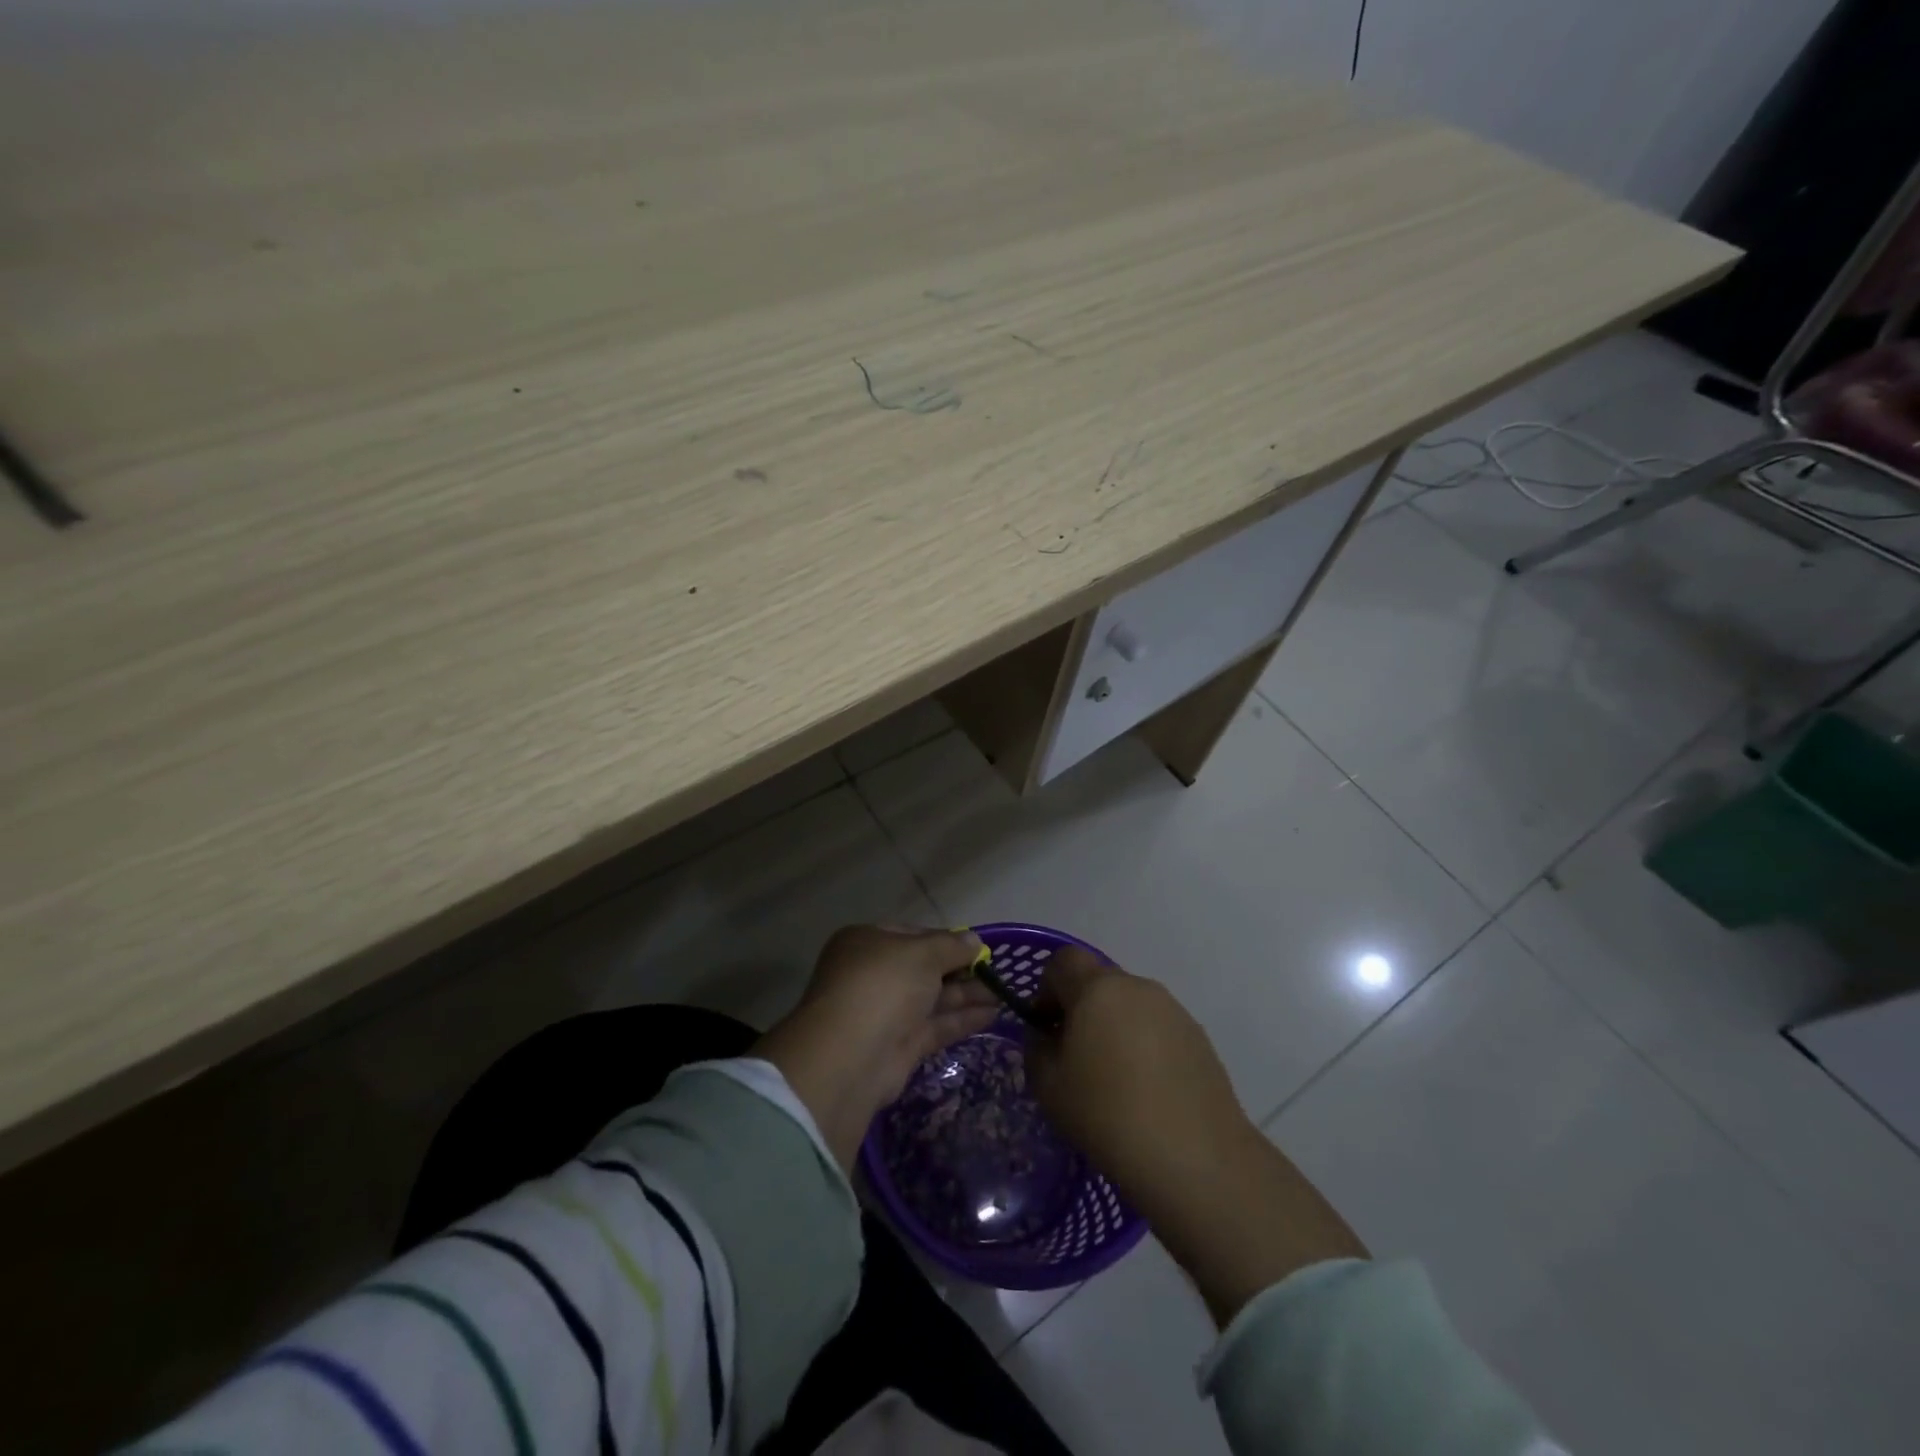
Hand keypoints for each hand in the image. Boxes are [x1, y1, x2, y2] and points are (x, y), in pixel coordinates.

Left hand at [754, 925, 999, 1170]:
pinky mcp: (899, 1046)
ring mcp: (885, 1012)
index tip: (977, 946)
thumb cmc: (883, 986)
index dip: (945, 939)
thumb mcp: (922, 953)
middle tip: (996, 972)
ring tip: (1004, 993)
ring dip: (966, 994)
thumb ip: (951, 946)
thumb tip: (975, 941)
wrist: (852, 1057)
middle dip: (959, 969)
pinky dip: (962, 1019)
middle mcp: (873, 974)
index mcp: (867, 942)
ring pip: (932, 998)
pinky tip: (993, 1014)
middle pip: (923, 968)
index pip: (912, 934)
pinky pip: (935, 1025)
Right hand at [1028, 947, 1366, 1323]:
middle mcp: (1138, 987)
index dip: (1045, 988)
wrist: (1196, 1158)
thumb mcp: (1048, 1086)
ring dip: (1113, 1027)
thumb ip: (1037, 1049)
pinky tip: (1145, 1092)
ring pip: (1129, 1005)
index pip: (1062, 961)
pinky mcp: (1198, 1038)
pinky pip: (1156, 1028)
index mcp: (1098, 988)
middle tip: (1074, 1057)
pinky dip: (1143, 1046)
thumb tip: (1047, 1036)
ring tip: (1112, 1080)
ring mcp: (1173, 1011)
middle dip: (1081, 1009)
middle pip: (1098, 981)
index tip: (1045, 1028)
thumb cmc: (1108, 1115)